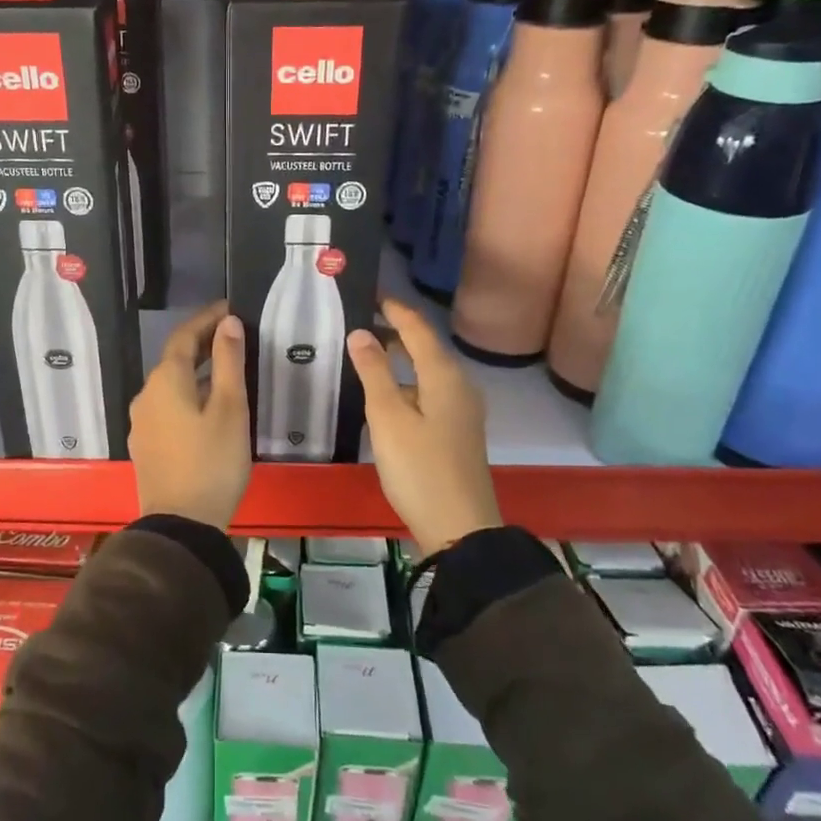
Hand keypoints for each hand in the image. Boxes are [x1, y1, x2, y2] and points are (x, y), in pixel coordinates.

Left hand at [129, 302, 251, 530]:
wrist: (181, 524)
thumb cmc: (212, 462)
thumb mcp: (229, 409)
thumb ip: (228, 362)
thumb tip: (228, 322)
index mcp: (166, 381)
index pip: (183, 336)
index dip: (206, 319)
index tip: (229, 308)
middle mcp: (146, 395)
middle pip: (173, 359)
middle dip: (200, 343)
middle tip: (231, 335)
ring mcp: (142, 422)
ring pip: (169, 384)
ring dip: (193, 370)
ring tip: (223, 369)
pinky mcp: (146, 445)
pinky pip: (166, 406)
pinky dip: (186, 394)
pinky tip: (205, 406)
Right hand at [348, 298, 501, 555]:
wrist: (459, 527)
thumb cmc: (419, 468)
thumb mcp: (388, 417)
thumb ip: (374, 372)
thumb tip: (361, 333)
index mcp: (444, 376)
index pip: (418, 328)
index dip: (394, 309)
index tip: (370, 293)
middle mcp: (458, 386)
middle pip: (425, 347)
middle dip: (395, 332)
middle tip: (359, 320)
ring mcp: (461, 411)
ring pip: (427, 371)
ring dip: (400, 358)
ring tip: (366, 353)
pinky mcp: (457, 431)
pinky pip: (429, 391)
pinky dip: (406, 382)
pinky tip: (385, 395)